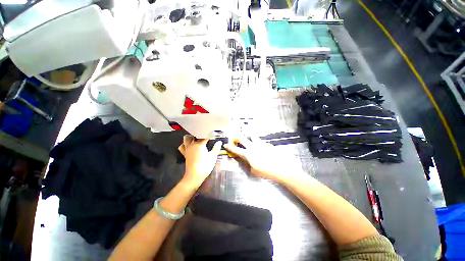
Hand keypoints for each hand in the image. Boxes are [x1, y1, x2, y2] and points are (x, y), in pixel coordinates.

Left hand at [178, 135, 222, 187]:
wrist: (194, 176)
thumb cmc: (205, 166)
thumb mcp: (213, 156)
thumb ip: (216, 148)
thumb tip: (219, 142)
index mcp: (200, 144)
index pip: (205, 136)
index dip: (210, 135)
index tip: (214, 135)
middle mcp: (192, 144)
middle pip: (195, 135)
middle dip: (200, 134)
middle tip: (206, 136)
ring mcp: (187, 149)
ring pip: (187, 139)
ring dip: (191, 137)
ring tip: (197, 139)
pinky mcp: (184, 153)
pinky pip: (182, 146)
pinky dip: (185, 144)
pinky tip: (190, 145)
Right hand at [224, 137, 304, 183]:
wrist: (281, 168)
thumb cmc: (266, 172)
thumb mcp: (254, 171)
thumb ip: (249, 164)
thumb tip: (247, 160)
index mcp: (248, 154)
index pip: (236, 150)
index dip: (230, 147)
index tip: (226, 144)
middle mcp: (253, 147)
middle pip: (242, 139)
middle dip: (237, 137)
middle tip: (234, 136)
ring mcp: (260, 144)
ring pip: (252, 136)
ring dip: (248, 134)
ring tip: (247, 132)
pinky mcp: (267, 144)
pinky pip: (260, 141)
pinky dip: (258, 141)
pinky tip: (261, 145)